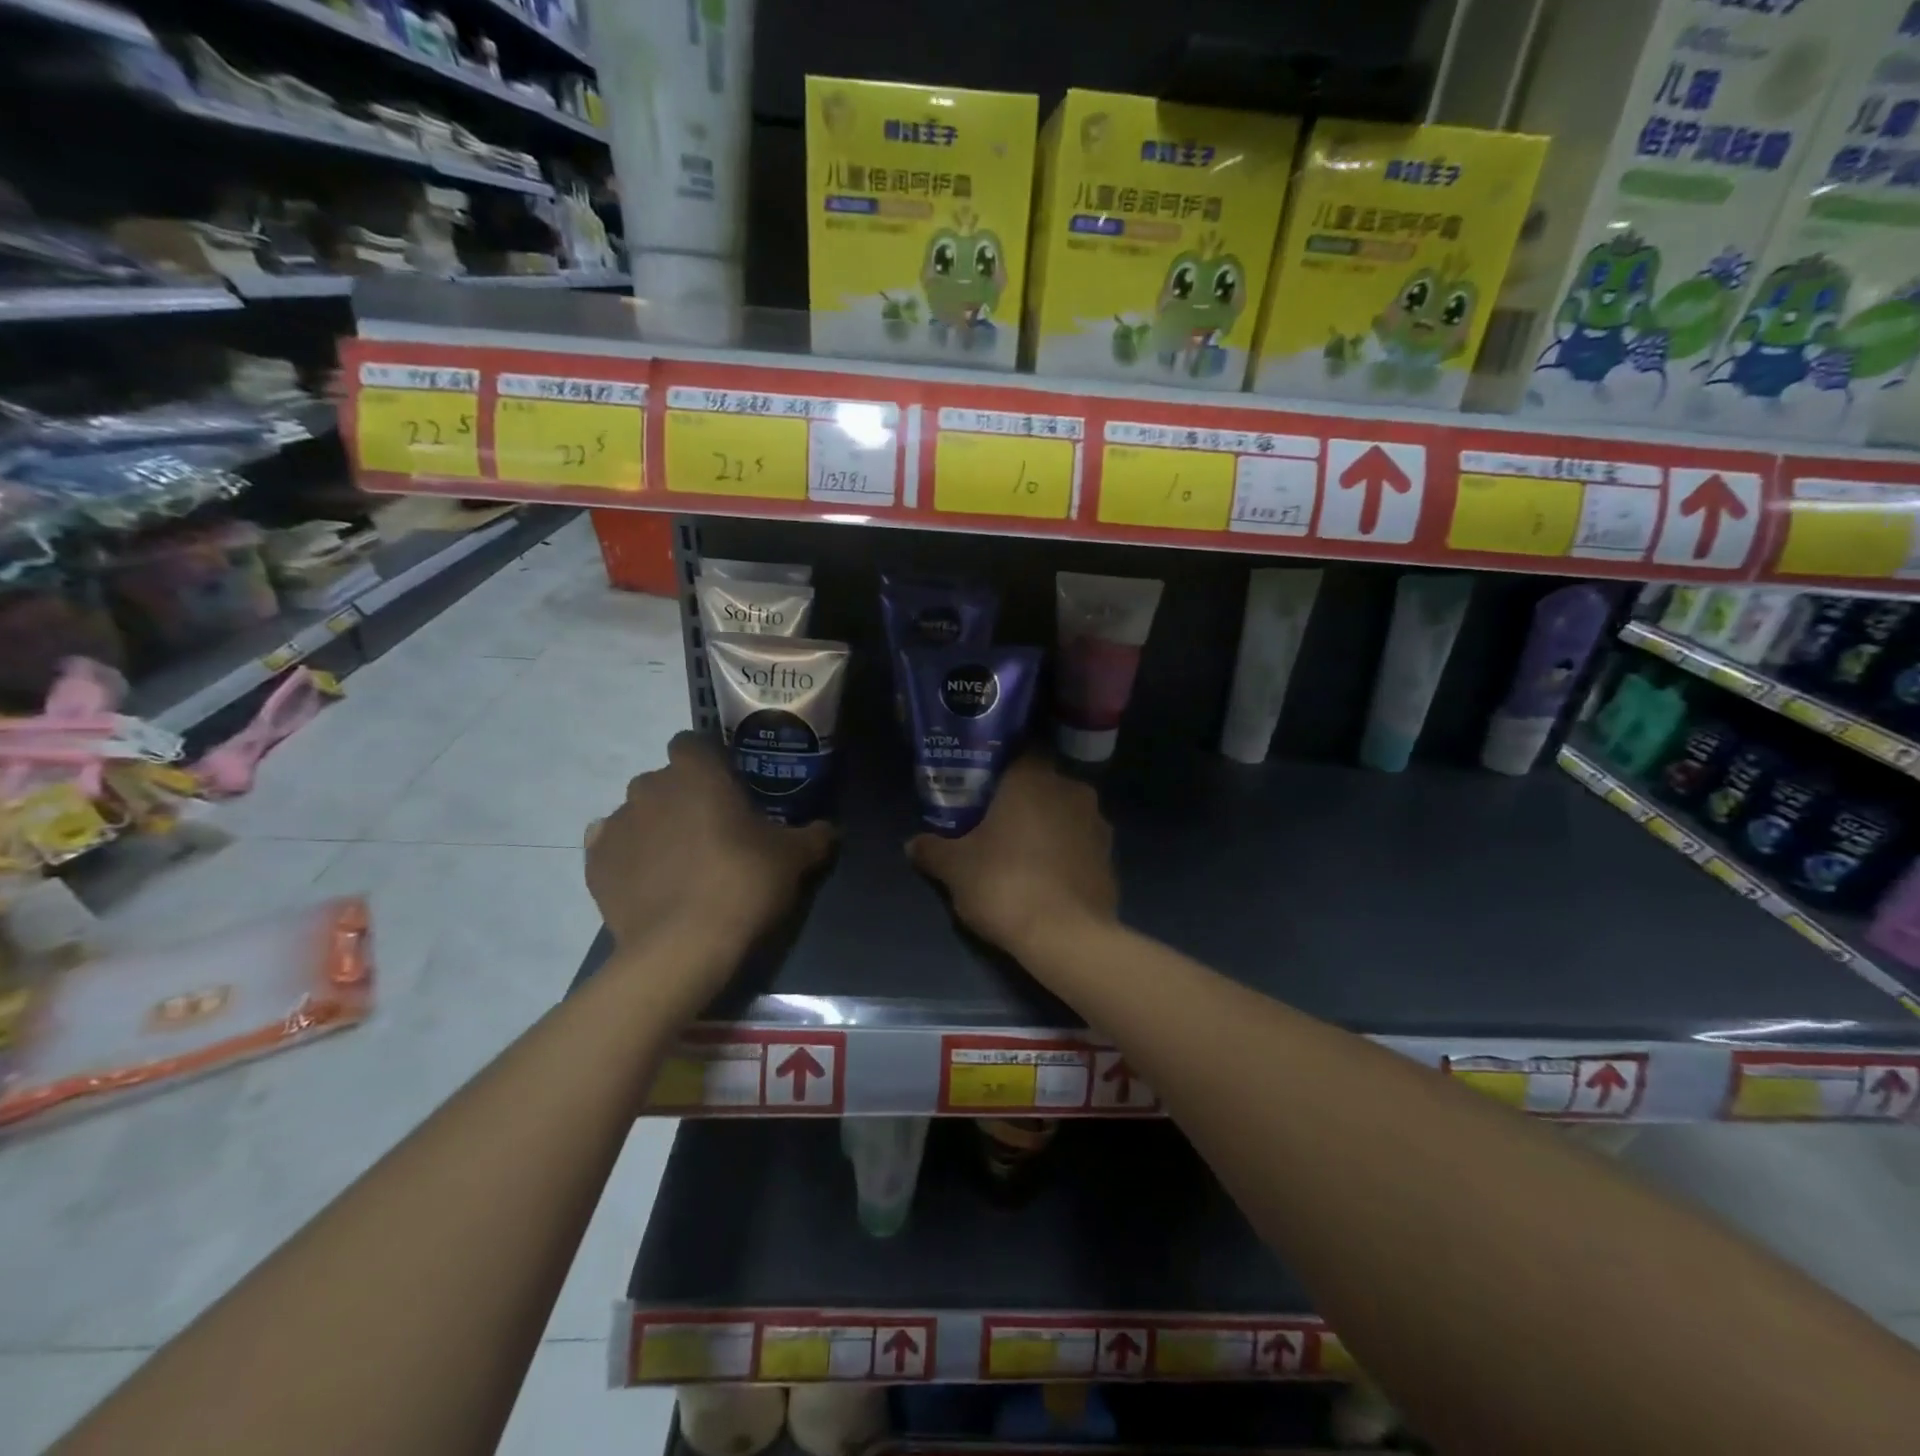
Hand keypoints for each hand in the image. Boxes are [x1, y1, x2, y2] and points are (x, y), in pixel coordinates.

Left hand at [586, 733, 833, 970]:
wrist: (683, 947)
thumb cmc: (743, 882)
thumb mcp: (795, 858)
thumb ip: (815, 835)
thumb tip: (828, 830)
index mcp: (696, 771)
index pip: (694, 743)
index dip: (710, 763)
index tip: (730, 790)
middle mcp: (649, 786)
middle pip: (666, 780)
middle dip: (685, 798)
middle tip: (714, 832)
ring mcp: (617, 823)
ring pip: (639, 813)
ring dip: (657, 827)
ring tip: (682, 864)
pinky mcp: (595, 863)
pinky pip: (614, 847)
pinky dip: (630, 857)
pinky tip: (652, 882)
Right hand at [907, 755, 1117, 953]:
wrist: (1066, 937)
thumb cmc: (1004, 884)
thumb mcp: (955, 868)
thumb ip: (933, 850)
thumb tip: (912, 844)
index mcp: (1033, 779)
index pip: (1019, 753)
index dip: (1000, 768)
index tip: (982, 788)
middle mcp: (1071, 790)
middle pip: (1043, 785)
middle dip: (1023, 800)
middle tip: (996, 823)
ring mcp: (1098, 824)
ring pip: (1065, 815)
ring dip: (1048, 827)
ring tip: (1022, 854)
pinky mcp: (1111, 858)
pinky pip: (1081, 846)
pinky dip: (1066, 855)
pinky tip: (1047, 880)